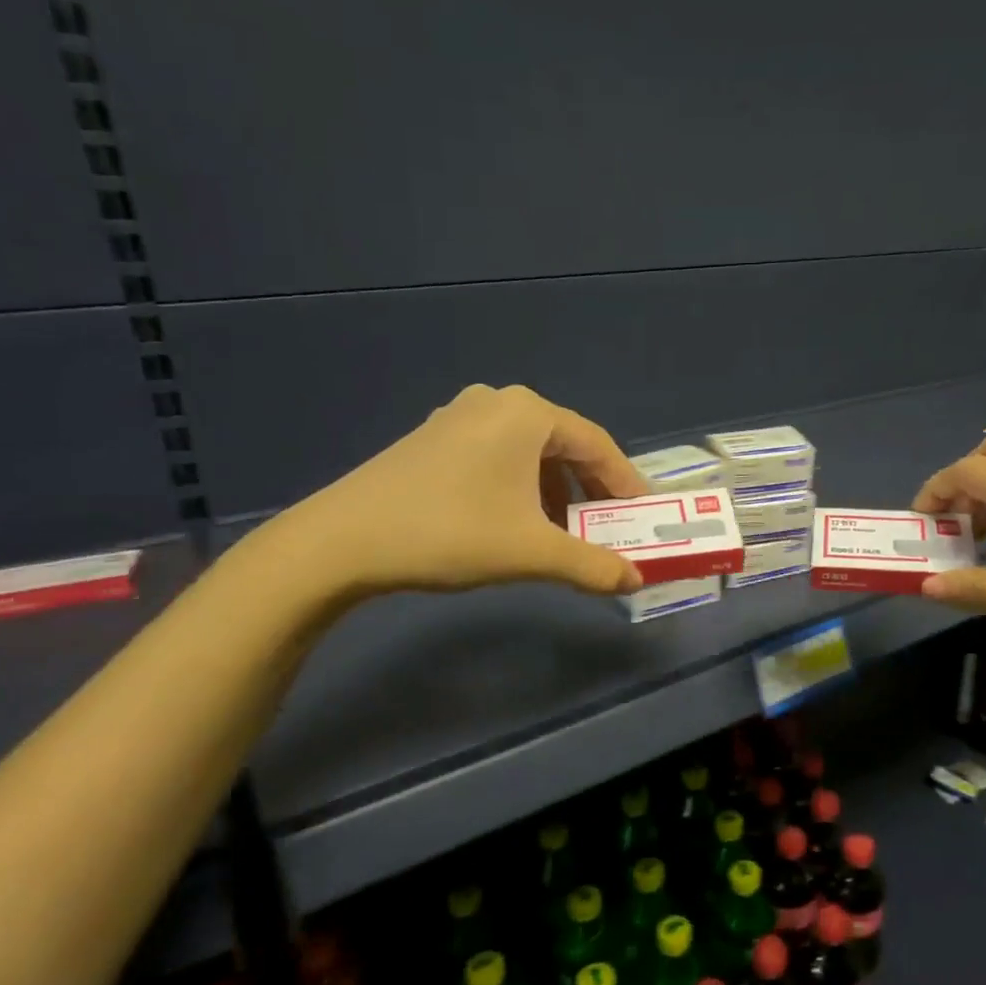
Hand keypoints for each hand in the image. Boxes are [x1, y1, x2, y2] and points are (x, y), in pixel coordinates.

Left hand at [256, 384, 653, 598]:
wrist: (342, 542)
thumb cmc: (451, 532)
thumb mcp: (532, 551)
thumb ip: (592, 565)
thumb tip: (634, 582)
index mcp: (528, 413)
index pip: (597, 445)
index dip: (625, 483)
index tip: (643, 515)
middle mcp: (497, 402)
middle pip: (563, 445)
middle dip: (589, 489)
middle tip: (608, 526)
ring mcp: (458, 417)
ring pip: (528, 453)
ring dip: (554, 491)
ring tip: (562, 532)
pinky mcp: (432, 439)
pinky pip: (496, 457)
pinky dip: (520, 487)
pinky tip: (514, 522)